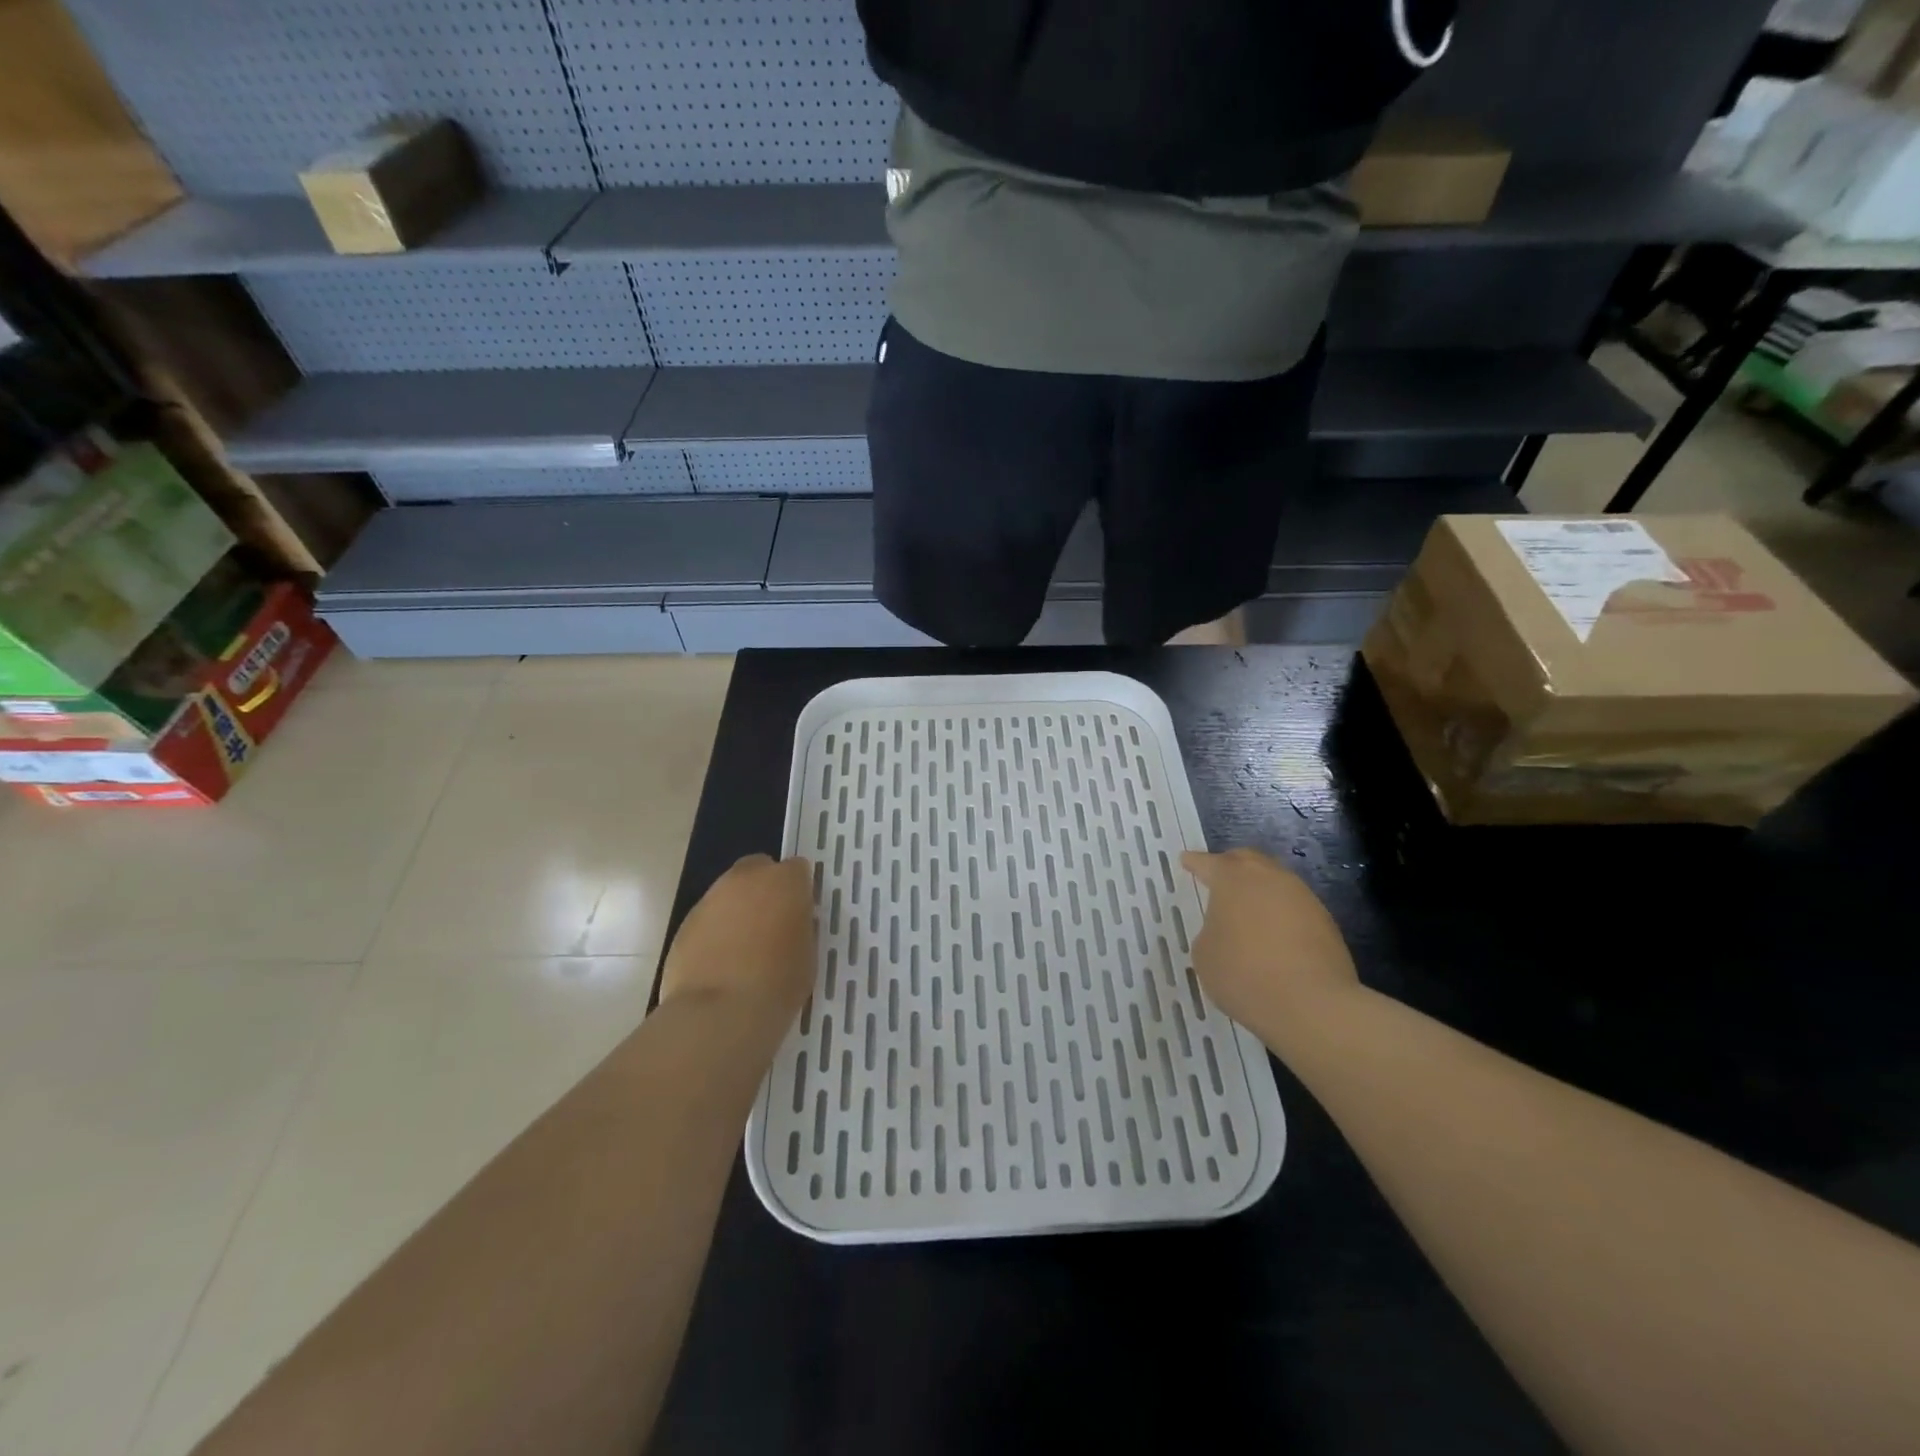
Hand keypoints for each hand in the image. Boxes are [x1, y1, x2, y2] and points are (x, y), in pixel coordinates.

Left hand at [659, 855, 815, 1029]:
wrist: (719, 1013)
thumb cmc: (778, 983)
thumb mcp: (808, 953)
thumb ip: (800, 926)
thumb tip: (791, 921)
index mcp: (785, 881)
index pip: (797, 869)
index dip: (799, 889)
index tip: (800, 913)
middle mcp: (746, 879)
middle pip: (758, 869)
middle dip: (764, 889)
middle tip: (772, 924)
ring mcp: (711, 898)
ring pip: (729, 893)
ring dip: (738, 910)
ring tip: (743, 949)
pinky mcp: (685, 922)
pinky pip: (708, 919)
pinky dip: (715, 932)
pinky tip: (719, 963)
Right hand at [1181, 848, 1358, 1039]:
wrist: (1311, 1004)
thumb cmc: (1244, 973)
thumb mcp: (1205, 953)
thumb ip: (1211, 931)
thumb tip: (1227, 930)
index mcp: (1233, 879)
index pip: (1209, 863)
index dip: (1195, 862)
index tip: (1187, 860)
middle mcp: (1269, 878)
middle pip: (1248, 861)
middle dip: (1231, 866)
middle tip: (1219, 878)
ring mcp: (1303, 897)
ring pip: (1275, 883)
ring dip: (1260, 892)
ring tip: (1248, 913)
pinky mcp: (1326, 922)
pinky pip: (1294, 908)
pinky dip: (1280, 914)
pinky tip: (1273, 936)